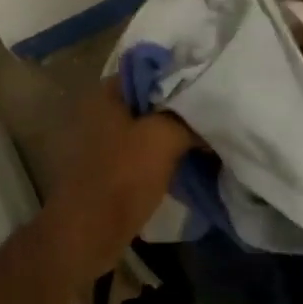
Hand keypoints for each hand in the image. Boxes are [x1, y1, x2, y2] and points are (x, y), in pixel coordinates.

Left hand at [40, 81, 193, 279]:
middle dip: (182, 109)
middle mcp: (100, 109)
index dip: (183, 76)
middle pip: (151, 100)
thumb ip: (188, 118)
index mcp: (106, 93)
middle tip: (215, 115)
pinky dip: (164, 155)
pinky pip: (143, 151)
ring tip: (207, 139)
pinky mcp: (108, 166)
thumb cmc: (122, 178)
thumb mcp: (163, 138)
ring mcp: (102, 139)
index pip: (151, 69)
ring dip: (175, 135)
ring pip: (148, 128)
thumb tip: (210, 114)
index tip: (212, 86)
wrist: (87, 234)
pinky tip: (189, 163)